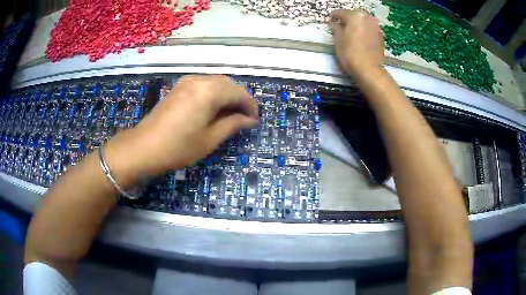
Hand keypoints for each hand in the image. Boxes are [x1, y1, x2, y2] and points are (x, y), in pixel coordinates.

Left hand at [106, 75, 258, 178]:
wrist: (144, 147)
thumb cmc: (179, 147)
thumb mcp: (210, 139)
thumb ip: (232, 124)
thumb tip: (249, 120)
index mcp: (210, 91)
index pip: (239, 93)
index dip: (250, 106)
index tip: (255, 120)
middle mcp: (200, 80)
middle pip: (228, 84)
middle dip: (240, 99)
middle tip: (244, 118)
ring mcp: (187, 81)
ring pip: (216, 82)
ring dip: (227, 95)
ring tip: (230, 114)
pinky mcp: (179, 87)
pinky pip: (203, 85)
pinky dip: (214, 93)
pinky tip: (213, 108)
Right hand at [329, 9, 384, 76]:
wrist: (368, 70)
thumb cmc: (350, 53)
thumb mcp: (338, 40)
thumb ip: (336, 29)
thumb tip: (334, 24)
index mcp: (355, 16)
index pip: (341, 12)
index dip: (334, 16)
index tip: (330, 19)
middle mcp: (367, 18)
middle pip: (355, 15)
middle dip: (348, 18)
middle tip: (341, 25)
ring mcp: (376, 27)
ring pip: (364, 21)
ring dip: (357, 24)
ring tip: (351, 31)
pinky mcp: (381, 37)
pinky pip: (370, 29)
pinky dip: (365, 31)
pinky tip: (361, 38)